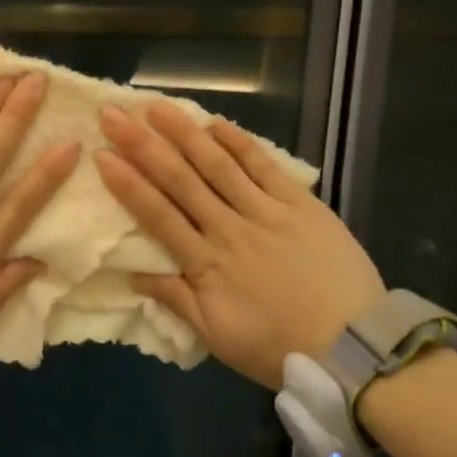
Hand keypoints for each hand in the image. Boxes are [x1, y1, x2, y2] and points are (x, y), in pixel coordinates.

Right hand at [95, 104, 384, 389]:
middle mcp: (230, 229)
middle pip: (180, 180)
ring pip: (218, 165)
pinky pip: (265, 167)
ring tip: (156, 107)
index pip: (158, 215)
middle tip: (115, 115)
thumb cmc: (279, 347)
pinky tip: (216, 123)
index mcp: (206, 264)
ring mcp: (267, 212)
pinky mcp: (300, 204)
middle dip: (143, 146)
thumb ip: (176, 300)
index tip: (102, 155)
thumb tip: (132, 274)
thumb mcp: (218, 337)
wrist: (355, 348)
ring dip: (185, 134)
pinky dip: (240, 143)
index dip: (128, 184)